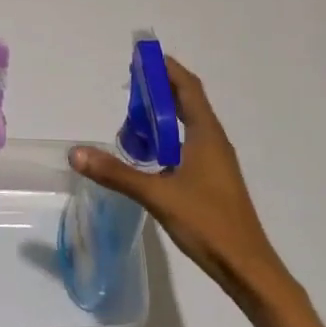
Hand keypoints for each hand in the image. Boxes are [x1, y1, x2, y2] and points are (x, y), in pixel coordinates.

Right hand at [70, 57, 291, 302]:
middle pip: (187, 101)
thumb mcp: (157, 196)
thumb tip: (77, 152)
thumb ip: (116, 173)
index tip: (141, 57)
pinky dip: (167, 137)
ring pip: (188, 124)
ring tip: (133, 116)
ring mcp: (215, 161)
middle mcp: (213, 141)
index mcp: (206, 134)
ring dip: (163, 114)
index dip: (166, 68)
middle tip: (129, 85)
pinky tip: (150, 154)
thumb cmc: (208, 223)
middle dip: (160, 88)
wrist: (248, 269)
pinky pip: (188, 143)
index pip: (187, 87)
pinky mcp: (213, 179)